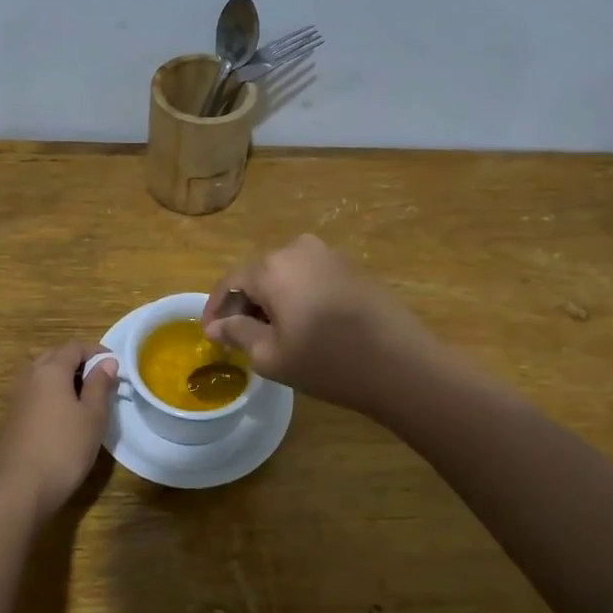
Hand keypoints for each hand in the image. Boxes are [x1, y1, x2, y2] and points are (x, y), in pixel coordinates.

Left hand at [0, 341, 117, 518]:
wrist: (20, 487)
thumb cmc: (64, 447)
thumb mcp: (93, 415)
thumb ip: (100, 385)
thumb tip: (107, 362)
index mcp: (50, 369)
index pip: (74, 346)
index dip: (96, 351)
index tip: (115, 364)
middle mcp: (29, 376)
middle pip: (55, 357)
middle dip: (79, 362)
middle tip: (101, 379)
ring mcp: (17, 396)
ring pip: (43, 375)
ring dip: (64, 378)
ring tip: (86, 397)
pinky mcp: (13, 417)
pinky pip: (36, 392)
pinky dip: (52, 393)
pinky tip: (65, 415)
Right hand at [201, 235, 435, 413]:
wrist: (402, 364)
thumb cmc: (328, 362)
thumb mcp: (271, 355)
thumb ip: (237, 333)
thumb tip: (215, 327)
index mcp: (272, 267)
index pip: (230, 282)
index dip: (215, 309)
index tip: (210, 336)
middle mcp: (298, 249)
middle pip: (257, 274)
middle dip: (243, 304)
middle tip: (237, 338)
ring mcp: (329, 255)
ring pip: (284, 275)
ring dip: (271, 300)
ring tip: (269, 334)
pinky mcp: (352, 267)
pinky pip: (310, 277)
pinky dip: (296, 297)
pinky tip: (302, 326)